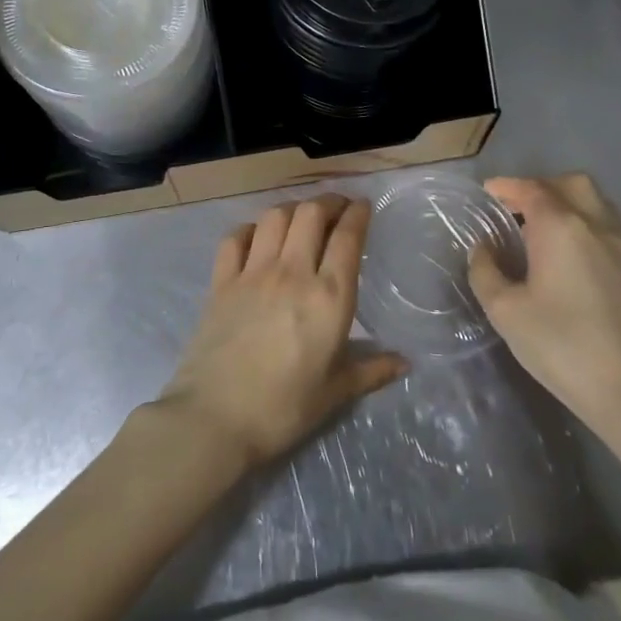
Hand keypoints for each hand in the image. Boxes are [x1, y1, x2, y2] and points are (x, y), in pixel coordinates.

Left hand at [157, 195, 405, 469]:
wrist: (215, 418)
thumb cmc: (284, 409)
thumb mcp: (335, 393)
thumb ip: (371, 371)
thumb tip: (405, 363)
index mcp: (329, 297)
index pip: (347, 238)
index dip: (357, 214)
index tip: (363, 206)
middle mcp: (292, 273)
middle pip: (311, 214)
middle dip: (328, 202)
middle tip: (337, 207)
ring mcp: (252, 273)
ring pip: (274, 217)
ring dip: (292, 209)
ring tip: (301, 217)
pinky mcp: (221, 282)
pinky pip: (235, 238)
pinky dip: (250, 229)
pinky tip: (257, 237)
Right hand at [467, 174, 620, 438]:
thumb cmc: (562, 345)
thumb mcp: (505, 311)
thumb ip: (486, 271)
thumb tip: (484, 249)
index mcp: (561, 227)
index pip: (531, 189)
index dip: (506, 186)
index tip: (487, 193)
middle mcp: (597, 226)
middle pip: (572, 185)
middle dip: (542, 187)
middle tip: (516, 209)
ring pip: (597, 206)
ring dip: (568, 206)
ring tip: (542, 233)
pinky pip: (610, 233)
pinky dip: (586, 231)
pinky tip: (570, 263)